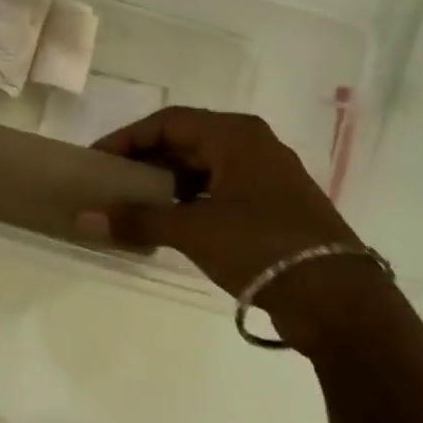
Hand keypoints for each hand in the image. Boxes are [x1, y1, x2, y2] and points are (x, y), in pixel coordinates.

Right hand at [82, 107, 385, 354]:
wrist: (339, 300)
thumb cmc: (261, 246)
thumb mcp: (193, 230)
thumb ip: (137, 220)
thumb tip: (82, 219)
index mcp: (234, 134)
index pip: (167, 122)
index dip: (127, 139)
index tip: (97, 160)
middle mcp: (252, 144)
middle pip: (185, 141)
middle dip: (146, 161)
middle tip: (111, 183)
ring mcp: (267, 175)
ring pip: (204, 167)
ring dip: (167, 183)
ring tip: (135, 205)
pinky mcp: (275, 204)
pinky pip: (221, 189)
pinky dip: (191, 200)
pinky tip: (171, 224)